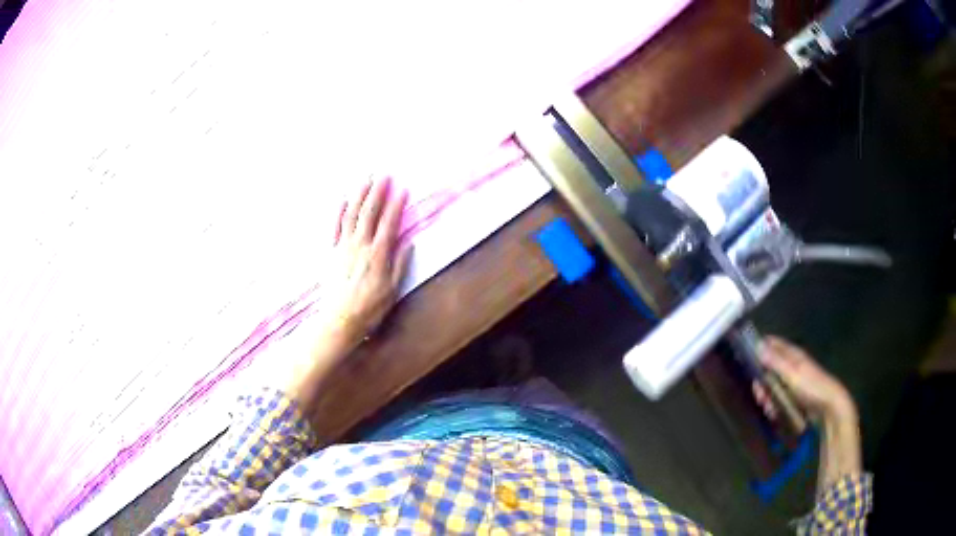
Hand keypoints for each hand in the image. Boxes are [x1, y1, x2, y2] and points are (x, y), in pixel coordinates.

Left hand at [317, 177, 411, 345]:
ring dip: (359, 195)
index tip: (403, 188)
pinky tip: (342, 199)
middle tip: (384, 174)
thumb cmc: (370, 309)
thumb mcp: (392, 290)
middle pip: (369, 212)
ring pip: (351, 214)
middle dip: (377, 191)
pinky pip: (334, 227)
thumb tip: (409, 243)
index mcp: (378, 254)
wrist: (340, 320)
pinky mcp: (332, 252)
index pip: (389, 223)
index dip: (396, 204)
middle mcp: (360, 246)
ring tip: (366, 179)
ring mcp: (343, 247)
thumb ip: (400, 264)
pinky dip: (338, 211)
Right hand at [754, 336, 854, 421]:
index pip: (773, 344)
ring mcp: (794, 381)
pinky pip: (779, 397)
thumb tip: (757, 345)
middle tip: (758, 392)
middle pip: (770, 367)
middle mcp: (793, 365)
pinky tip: (773, 412)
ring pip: (773, 385)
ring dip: (767, 395)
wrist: (828, 406)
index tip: (746, 357)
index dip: (760, 347)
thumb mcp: (791, 374)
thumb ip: (775, 361)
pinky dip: (774, 404)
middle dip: (761, 380)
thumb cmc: (811, 386)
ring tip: (767, 406)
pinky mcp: (795, 396)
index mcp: (793, 355)